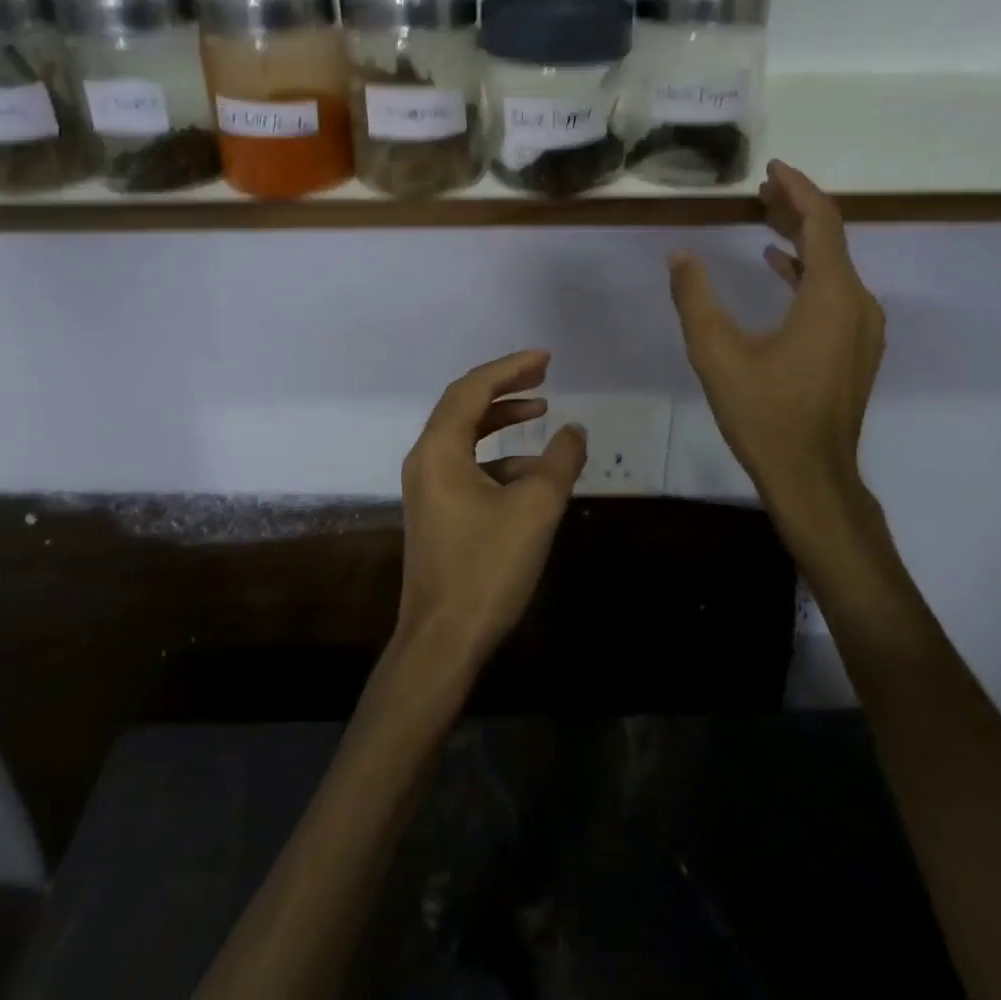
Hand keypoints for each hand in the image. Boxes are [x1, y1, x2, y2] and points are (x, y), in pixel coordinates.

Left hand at [394, 350, 587, 676]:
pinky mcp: (436, 511)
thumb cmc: (486, 568)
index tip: (546, 359)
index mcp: (439, 449)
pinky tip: (532, 473)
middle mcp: (425, 459)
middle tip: (543, 375)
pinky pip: (466, 465)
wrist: (442, 641)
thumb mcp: (535, 508)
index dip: (511, 369)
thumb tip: (574, 430)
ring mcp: (427, 487)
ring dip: (501, 420)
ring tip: (542, 413)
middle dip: (504, 387)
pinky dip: (498, 457)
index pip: (473, 389)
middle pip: (463, 405)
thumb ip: (560, 461)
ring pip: (465, 436)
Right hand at [669, 161, 885, 531]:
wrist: (812, 476)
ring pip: (835, 266)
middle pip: (831, 239)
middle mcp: (858, 304)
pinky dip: (807, 271)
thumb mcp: (717, 353)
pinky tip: (778, 268)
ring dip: (801, 239)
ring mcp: (863, 328)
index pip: (822, 222)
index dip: (797, 189)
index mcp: (831, 296)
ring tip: (764, 219)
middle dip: (796, 209)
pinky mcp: (856, 348)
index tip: (770, 169)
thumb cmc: (765, 413)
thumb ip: (695, 298)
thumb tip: (679, 256)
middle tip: (760, 190)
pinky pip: (836, 291)